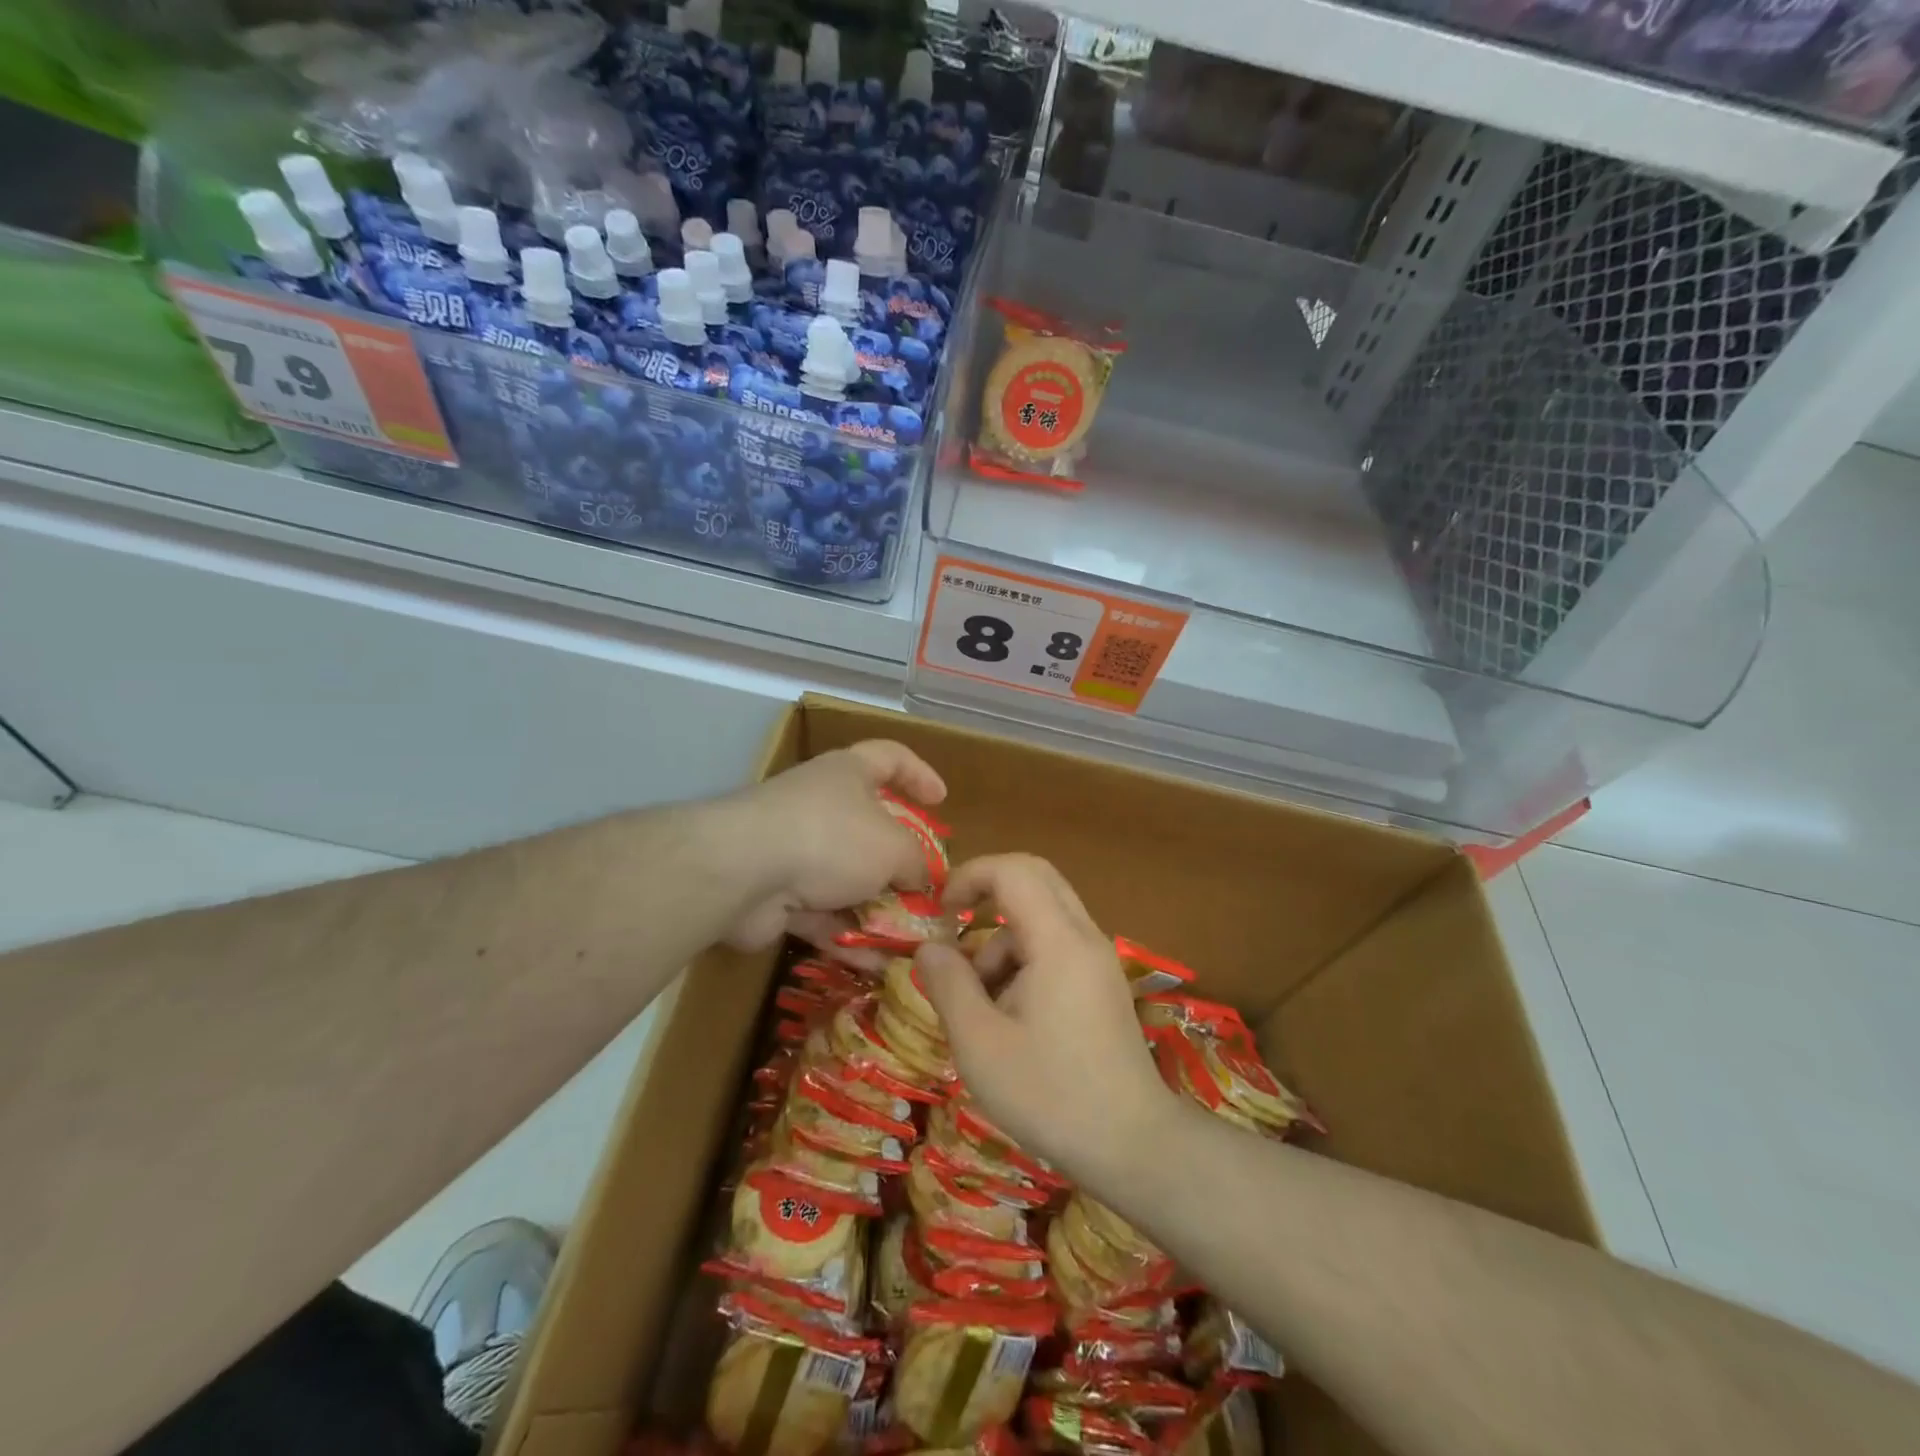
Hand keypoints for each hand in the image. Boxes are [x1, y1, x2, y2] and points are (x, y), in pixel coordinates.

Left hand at [720, 740, 946, 955]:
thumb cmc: (831, 838)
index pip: (890, 758)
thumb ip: (916, 862)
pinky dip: (850, 937)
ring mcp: (795, 852)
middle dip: (899, 862)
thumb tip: (921, 879)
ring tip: (912, 941)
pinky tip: (880, 966)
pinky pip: (824, 916)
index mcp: (848, 774)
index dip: (919, 774)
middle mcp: (821, 806)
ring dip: (878, 911)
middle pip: (868, 829)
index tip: (942, 799)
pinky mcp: (777, 896)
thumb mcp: (894, 847)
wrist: (745, 872)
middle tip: (926, 889)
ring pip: (847, 881)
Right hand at [913, 854, 1175, 1182]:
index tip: (938, 910)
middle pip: (1034, 879)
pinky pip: (1057, 946)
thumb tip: (929, 947)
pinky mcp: (1102, 984)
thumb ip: (949, 985)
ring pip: (1043, 916)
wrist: (1134, 1145)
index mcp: (1058, 940)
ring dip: (1002, 940)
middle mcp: (1085, 936)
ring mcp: (1098, 960)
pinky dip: (1024, 960)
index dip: (969, 875)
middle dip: (987, 893)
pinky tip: (1007, 1016)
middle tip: (953, 928)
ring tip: (977, 1003)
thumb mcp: (980, 1044)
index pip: (1013, 870)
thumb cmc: (1050, 1094)